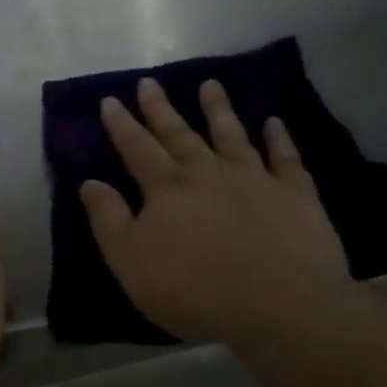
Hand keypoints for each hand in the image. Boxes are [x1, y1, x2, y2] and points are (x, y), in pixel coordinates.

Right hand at [81, 79, 358, 345]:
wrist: (278, 304)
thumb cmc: (194, 290)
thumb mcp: (131, 262)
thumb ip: (109, 220)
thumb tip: (90, 182)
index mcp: (167, 189)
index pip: (137, 149)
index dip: (122, 125)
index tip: (111, 99)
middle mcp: (208, 173)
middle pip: (180, 134)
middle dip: (161, 109)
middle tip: (150, 82)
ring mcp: (255, 179)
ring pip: (232, 135)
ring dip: (219, 109)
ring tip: (211, 84)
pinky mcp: (295, 194)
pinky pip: (286, 158)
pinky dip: (279, 138)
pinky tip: (275, 122)